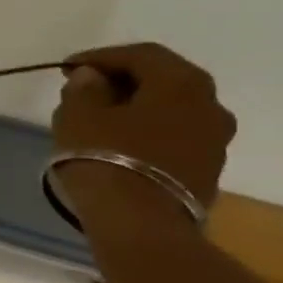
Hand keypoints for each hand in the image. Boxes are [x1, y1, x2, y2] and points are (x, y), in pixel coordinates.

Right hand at [53, 43, 235, 207]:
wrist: (141, 227)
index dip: (100, 57)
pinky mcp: (208, 172)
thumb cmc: (106, 160)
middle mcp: (210, 105)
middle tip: (85, 90)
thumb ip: (84, 89)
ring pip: (169, 111)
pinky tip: (118, 146)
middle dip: (121, 81)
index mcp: (182, 83)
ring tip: (99, 120)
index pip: (140, 55)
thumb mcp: (79, 117)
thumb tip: (94, 78)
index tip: (67, 68)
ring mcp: (215, 141)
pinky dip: (146, 134)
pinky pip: (173, 138)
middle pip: (162, 80)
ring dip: (136, 109)